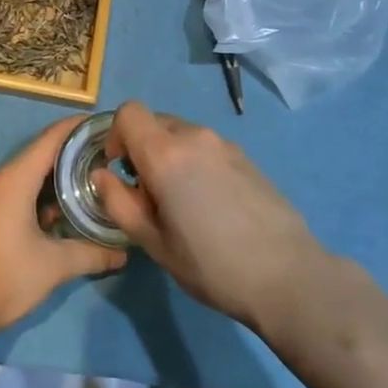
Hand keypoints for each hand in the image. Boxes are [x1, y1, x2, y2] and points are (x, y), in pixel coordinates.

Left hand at [0, 116, 127, 340]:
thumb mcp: (53, 266)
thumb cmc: (3, 277)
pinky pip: (10, 195)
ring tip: (83, 190)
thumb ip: (90, 255)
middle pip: (37, 158)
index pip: (50, 140)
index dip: (75, 128)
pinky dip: (33, 198)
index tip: (101, 124)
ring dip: (51, 183)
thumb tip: (122, 253)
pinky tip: (52, 219)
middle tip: (101, 163)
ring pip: (23, 179)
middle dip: (69, 159)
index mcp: (14, 180)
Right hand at [91, 102, 323, 332]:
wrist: (286, 274)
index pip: (128, 112)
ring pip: (182, 135)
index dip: (115, 134)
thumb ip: (119, 203)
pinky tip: (211, 205)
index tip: (119, 168)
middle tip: (149, 194)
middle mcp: (194, 136)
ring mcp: (224, 144)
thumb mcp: (153, 242)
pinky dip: (196, 163)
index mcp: (165, 153)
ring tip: (182, 203)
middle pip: (155, 123)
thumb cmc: (210, 263)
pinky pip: (206, 148)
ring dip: (170, 157)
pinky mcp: (246, 157)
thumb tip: (101, 175)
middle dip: (142, 149)